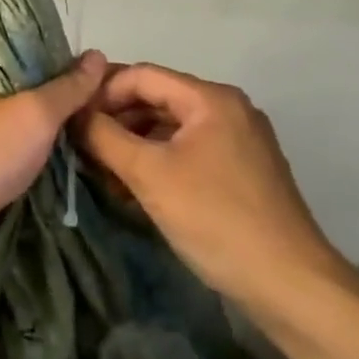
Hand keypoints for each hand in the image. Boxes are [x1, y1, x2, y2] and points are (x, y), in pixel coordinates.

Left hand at [0, 51, 108, 272]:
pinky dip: (47, 163)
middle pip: (38, 98)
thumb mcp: (34, 113)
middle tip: (119, 117)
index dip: (75, 69)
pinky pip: (25, 161)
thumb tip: (97, 53)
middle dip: (73, 107)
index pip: (40, 61)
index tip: (114, 83)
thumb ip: (66, 87)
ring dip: (62, 138)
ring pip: (32, 132)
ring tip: (108, 142)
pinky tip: (77, 168)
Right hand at [78, 63, 354, 310]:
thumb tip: (72, 113)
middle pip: (156, 98)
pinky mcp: (239, 169)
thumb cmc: (214, 218)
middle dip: (115, 119)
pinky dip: (156, 160)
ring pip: (169, 127)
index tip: (70, 119)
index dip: (101, 92)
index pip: (141, 75)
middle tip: (79, 145)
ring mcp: (237, 140)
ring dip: (132, 143)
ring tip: (99, 169)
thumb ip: (103, 136)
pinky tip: (131, 186)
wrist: (288, 283)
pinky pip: (186, 150)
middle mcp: (228, 109)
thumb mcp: (148, 174)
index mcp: (210, 99)